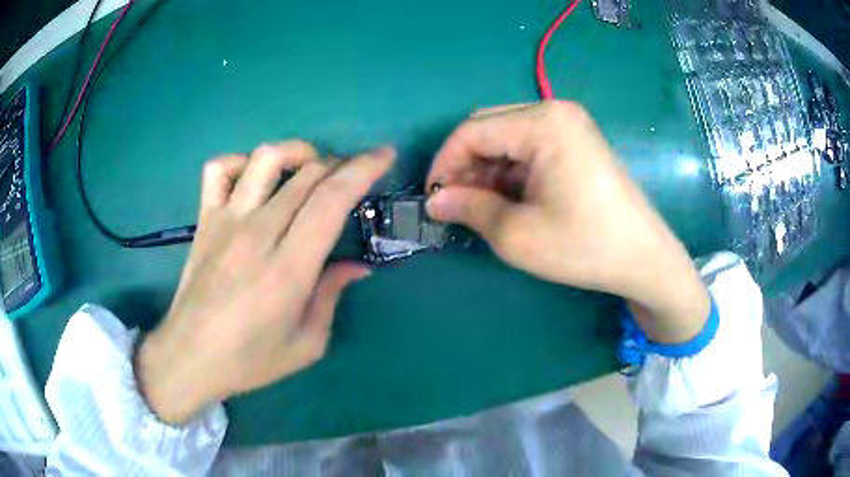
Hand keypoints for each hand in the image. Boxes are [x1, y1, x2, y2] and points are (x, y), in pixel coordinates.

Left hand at [135, 141, 393, 423]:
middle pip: (307, 174)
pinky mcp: (205, 219)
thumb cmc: (251, 359)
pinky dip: (241, 162)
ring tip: (310, 168)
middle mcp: (258, 233)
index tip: (384, 155)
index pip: (332, 199)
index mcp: (289, 268)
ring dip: (297, 152)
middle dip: (341, 163)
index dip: (363, 170)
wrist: (191, 356)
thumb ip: (332, 296)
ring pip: (266, 158)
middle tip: (354, 175)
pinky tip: (254, 179)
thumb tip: (357, 266)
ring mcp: (227, 220)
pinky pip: (219, 169)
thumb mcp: (307, 343)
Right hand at [426, 102, 708, 343]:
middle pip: (489, 128)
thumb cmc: (584, 247)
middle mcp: (555, 111)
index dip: (444, 163)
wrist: (644, 259)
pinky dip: (510, 170)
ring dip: (486, 169)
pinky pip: (529, 146)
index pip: (472, 131)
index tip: (431, 197)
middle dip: (465, 165)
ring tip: (481, 206)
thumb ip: (469, 209)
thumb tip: (434, 200)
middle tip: (456, 204)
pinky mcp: (578, 140)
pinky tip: (509, 199)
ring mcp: (570, 124)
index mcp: (542, 124)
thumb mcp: (517, 235)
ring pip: (507, 137)